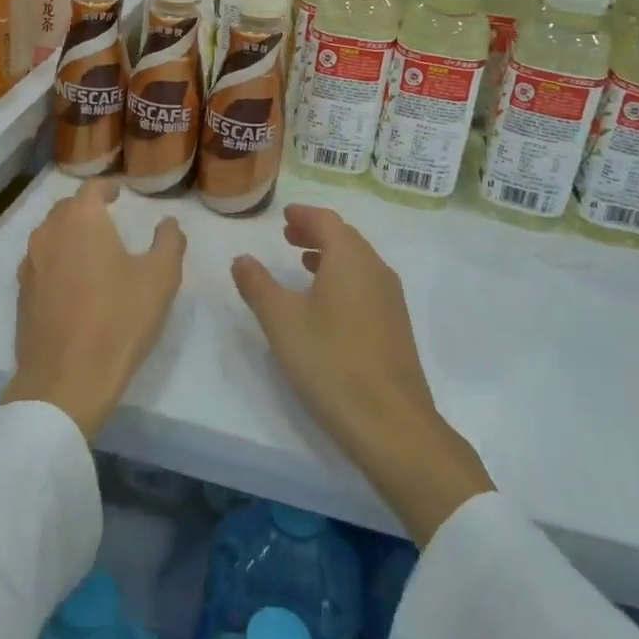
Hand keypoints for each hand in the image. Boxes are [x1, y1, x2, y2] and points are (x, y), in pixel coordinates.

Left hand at [2, 179, 186, 438]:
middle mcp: (49, 233)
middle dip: (86, 209)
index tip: (118, 194)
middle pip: (66, 209)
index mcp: (81, 220)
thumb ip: (169, 242)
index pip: (91, 189)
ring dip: (69, 234)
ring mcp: (30, 264)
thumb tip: (169, 223)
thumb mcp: (160, 279)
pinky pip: (40, 263)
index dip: (106, 188)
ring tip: (91, 250)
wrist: (66, 379)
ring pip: (49, 235)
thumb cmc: (119, 320)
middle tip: (107, 220)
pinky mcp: (22, 294)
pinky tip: (73, 282)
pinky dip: (56, 261)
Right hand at [231, 205, 492, 544]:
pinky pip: (367, 284)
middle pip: (346, 238)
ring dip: (330, 256)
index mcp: (350, 259)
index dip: (304, 215)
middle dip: (316, 233)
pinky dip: (344, 278)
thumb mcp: (281, 321)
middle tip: (288, 237)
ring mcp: (391, 299)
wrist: (391, 423)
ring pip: (359, 262)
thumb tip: (242, 258)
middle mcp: (376, 270)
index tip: (284, 217)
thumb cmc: (330, 362)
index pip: (327, 221)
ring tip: (303, 265)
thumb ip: (257, 285)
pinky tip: (327, 304)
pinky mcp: (396, 326)